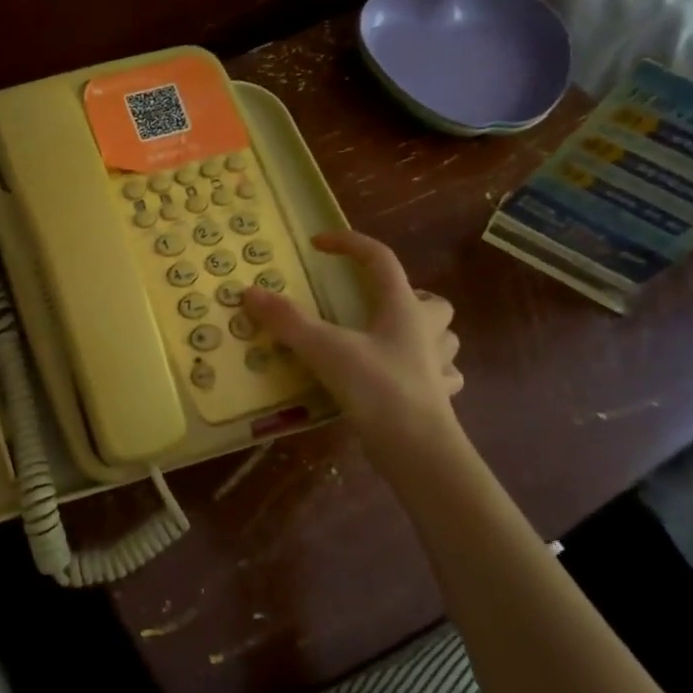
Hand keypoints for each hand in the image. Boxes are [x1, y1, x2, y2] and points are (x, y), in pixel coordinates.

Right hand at [241, 231, 463, 460]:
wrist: (418, 449)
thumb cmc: (377, 388)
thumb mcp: (325, 349)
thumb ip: (288, 320)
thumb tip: (250, 293)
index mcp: (403, 308)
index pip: (380, 259)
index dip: (349, 244)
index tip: (318, 244)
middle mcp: (426, 331)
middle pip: (432, 301)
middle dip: (408, 297)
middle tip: (373, 307)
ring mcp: (436, 366)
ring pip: (442, 337)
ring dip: (422, 333)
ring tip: (387, 341)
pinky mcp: (438, 398)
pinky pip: (440, 375)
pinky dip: (423, 371)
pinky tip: (401, 378)